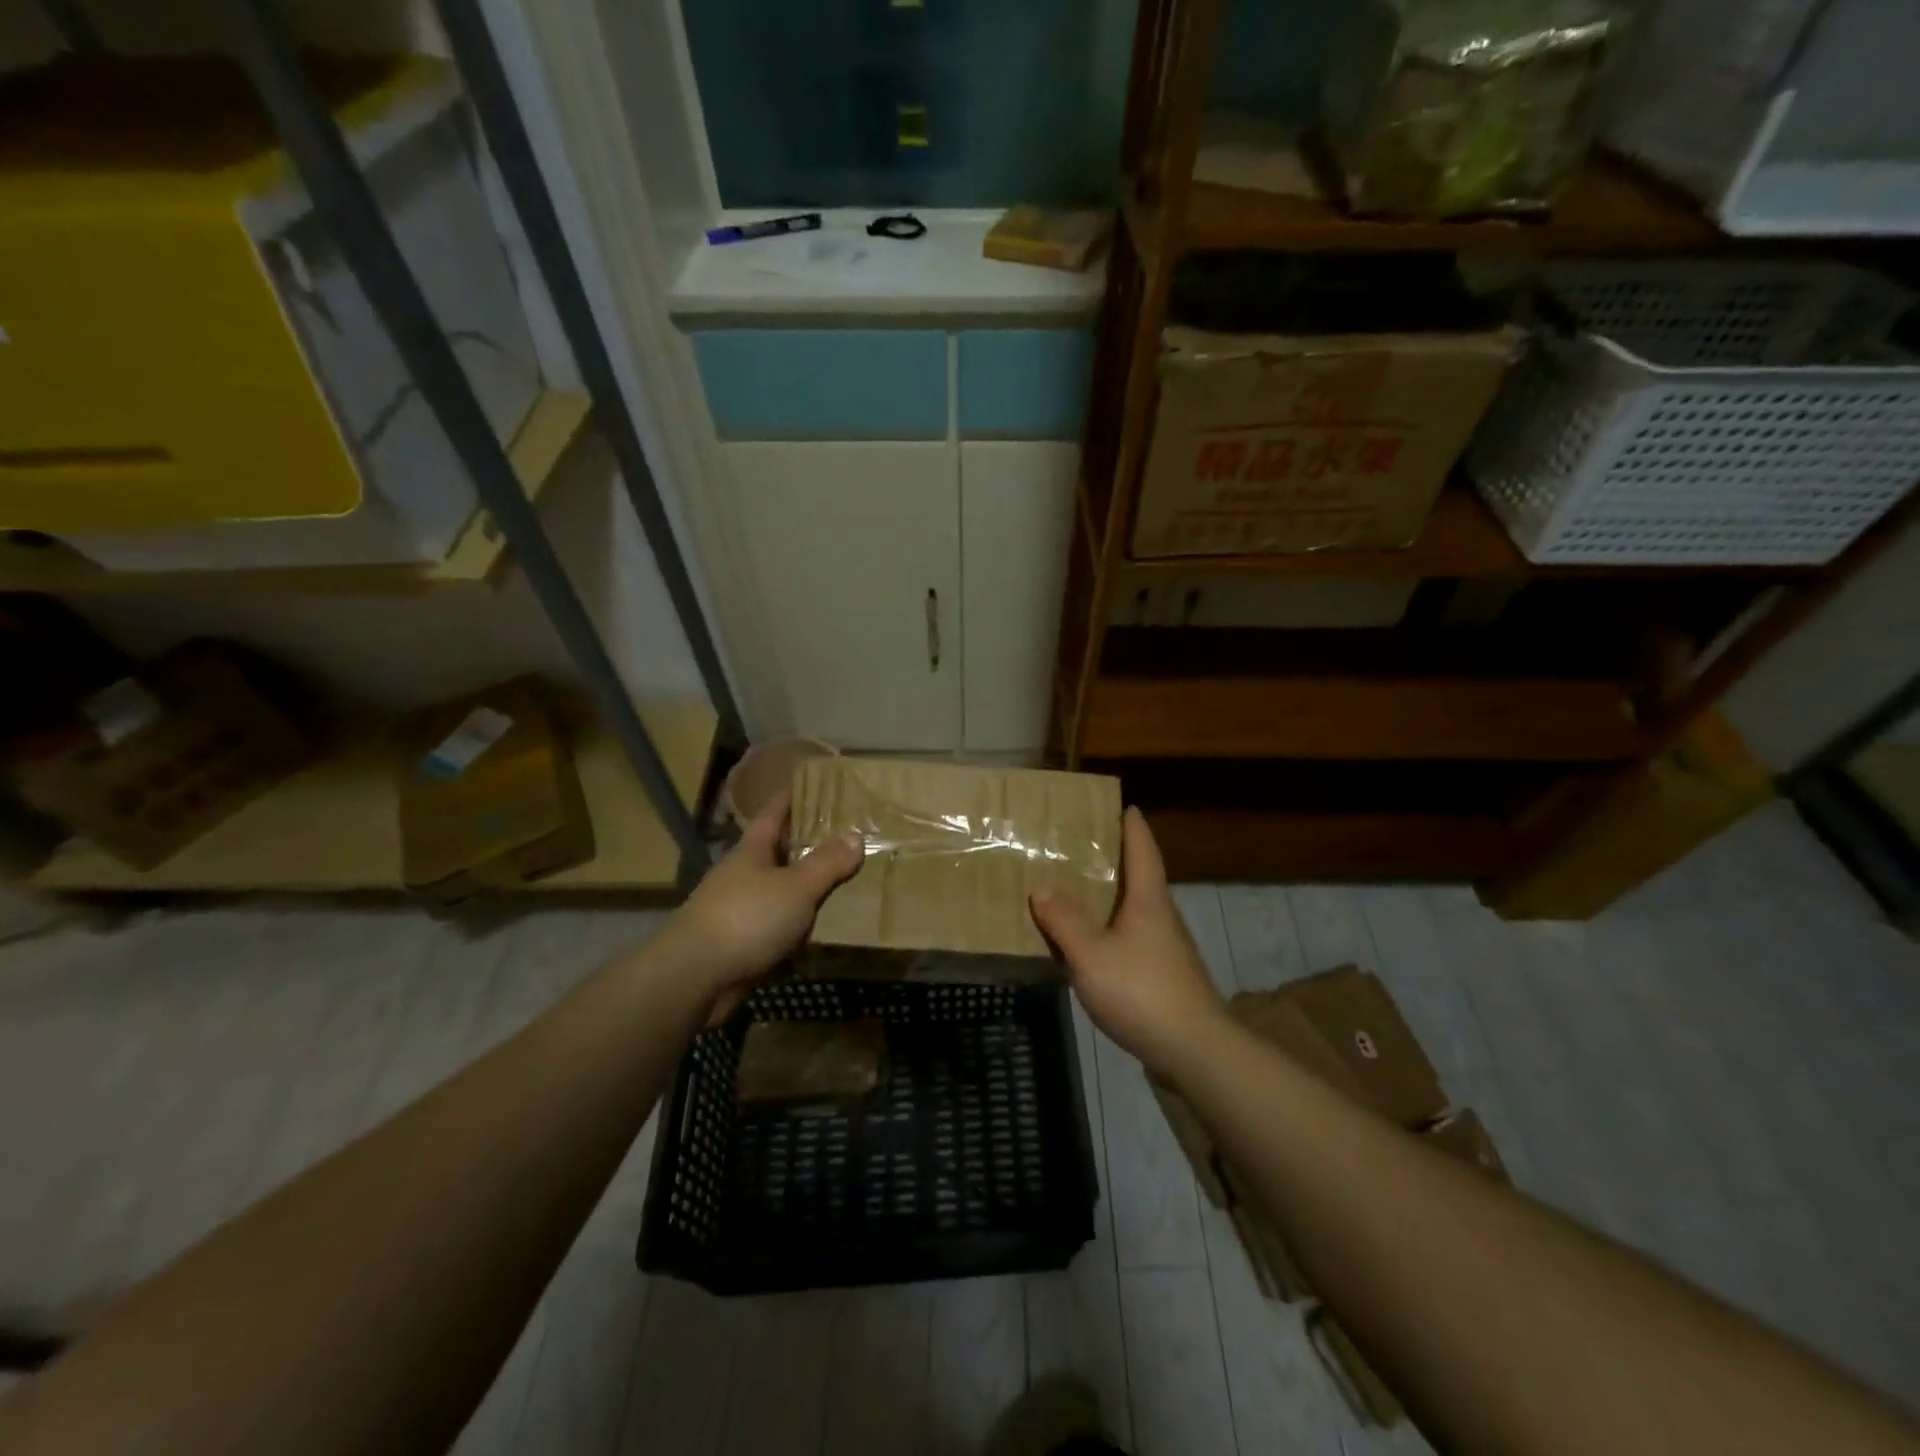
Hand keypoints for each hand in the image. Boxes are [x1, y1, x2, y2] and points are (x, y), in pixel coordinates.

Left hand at [660, 792, 862, 1002]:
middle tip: (845, 834)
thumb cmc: (747, 917)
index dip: (791, 796)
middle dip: (806, 842)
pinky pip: (778, 927)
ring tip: (844, 882)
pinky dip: (798, 926)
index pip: (773, 812)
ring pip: (779, 891)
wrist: (695, 977)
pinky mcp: (741, 944)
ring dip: (805, 888)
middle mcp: (743, 874)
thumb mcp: (797, 886)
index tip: (811, 782)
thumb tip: (856, 835)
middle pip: (777, 851)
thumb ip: (827, 863)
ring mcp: (739, 909)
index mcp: (752, 850)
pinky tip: (822, 930)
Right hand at [1030, 807, 1227, 1080]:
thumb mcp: (1091, 955)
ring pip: (1136, 909)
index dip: (1131, 824)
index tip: (1121, 805)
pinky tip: (1091, 945)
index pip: (1142, 848)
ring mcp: (1167, 947)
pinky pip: (1133, 939)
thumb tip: (1042, 889)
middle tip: (1081, 847)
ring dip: (1111, 897)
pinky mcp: (1165, 975)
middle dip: (1114, 858)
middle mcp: (1162, 915)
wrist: (1195, 1050)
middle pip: (1140, 875)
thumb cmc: (1143, 991)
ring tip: (1077, 892)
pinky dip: (1111, 930)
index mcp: (1149, 899)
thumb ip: (1064, 922)